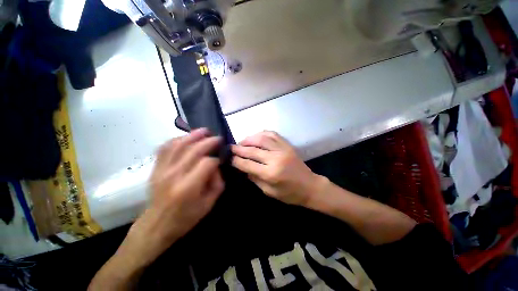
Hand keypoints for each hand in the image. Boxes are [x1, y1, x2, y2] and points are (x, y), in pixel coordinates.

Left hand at [125, 128, 224, 265]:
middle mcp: (174, 175)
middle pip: (194, 150)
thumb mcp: (209, 204)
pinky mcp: (155, 168)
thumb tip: (216, 166)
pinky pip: (165, 148)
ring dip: (193, 135)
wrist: (157, 225)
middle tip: (218, 138)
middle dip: (208, 141)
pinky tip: (185, 137)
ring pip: (178, 145)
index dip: (216, 159)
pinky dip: (176, 140)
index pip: (207, 163)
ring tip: (203, 131)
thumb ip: (217, 182)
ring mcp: (162, 170)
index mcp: (188, 187)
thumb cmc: (186, 217)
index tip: (220, 160)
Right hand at [231, 131, 324, 205]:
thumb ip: (255, 178)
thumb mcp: (269, 192)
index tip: (229, 157)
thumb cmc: (290, 194)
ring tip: (242, 141)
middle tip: (231, 147)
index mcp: (270, 173)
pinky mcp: (287, 145)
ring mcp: (282, 149)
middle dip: (239, 148)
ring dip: (249, 138)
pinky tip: (256, 136)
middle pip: (253, 149)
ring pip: (262, 138)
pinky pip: (273, 134)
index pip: (248, 164)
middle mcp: (275, 158)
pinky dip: (262, 133)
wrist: (310, 186)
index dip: (237, 160)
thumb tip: (243, 167)